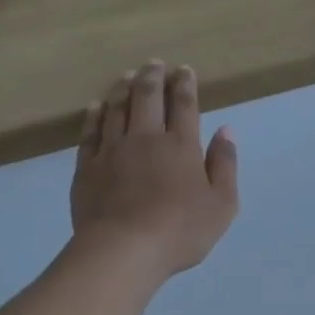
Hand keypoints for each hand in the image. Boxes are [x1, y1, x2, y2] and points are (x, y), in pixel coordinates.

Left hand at [71, 60, 238, 278]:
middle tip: (154, 63)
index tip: (184, 70)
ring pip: (116, 109)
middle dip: (153, 77)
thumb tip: (227, 130)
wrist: (124, 251)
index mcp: (181, 146)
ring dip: (123, 88)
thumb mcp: (222, 203)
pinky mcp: (87, 167)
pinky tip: (96, 106)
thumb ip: (224, 164)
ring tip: (127, 75)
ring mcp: (112, 151)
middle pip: (147, 98)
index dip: (185, 85)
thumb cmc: (181, 230)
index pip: (184, 105)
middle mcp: (146, 138)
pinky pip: (90, 133)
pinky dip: (94, 115)